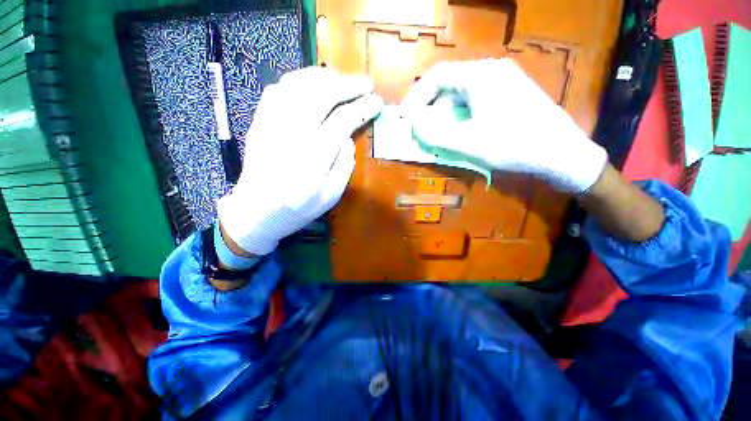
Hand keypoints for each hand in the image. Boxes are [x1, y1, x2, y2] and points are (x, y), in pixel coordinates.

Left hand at [218, 67, 383, 255]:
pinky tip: (313, 83)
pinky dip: (299, 79)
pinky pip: (279, 88)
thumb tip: (348, 137)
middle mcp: (292, 134)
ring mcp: (271, 124)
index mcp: (313, 158)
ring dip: (325, 77)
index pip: (342, 121)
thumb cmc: (298, 209)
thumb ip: (345, 165)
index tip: (377, 102)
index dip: (363, 108)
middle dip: (348, 85)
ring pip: (299, 85)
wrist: (256, 211)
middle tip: (366, 83)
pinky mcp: (260, 121)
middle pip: (322, 95)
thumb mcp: (331, 196)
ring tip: (342, 80)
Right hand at [402, 59, 606, 192]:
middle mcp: (491, 71)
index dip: (417, 97)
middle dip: (430, 107)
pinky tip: (461, 130)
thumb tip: (413, 124)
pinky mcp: (510, 93)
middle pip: (449, 84)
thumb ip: (435, 134)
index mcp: (479, 75)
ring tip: (439, 133)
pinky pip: (475, 100)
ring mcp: (503, 81)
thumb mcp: (468, 143)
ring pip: (462, 93)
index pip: (437, 76)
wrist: (561, 152)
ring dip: (445, 113)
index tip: (407, 117)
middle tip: (422, 129)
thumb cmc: (514, 145)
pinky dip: (460, 114)